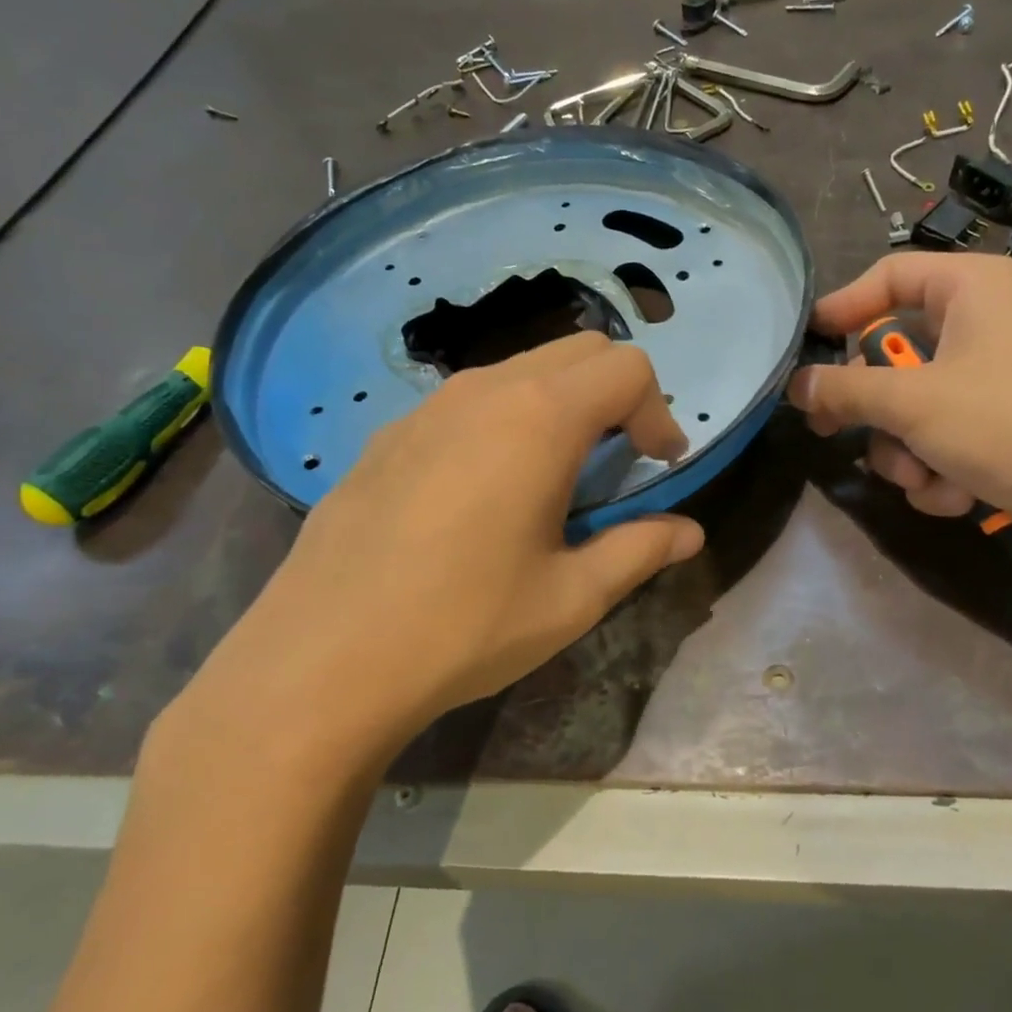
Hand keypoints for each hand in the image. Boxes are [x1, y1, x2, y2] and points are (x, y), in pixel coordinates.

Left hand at [161, 333, 703, 775]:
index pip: (628, 368)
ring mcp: (427, 407)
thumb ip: (639, 551)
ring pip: (520, 371)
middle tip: (618, 462)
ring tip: (552, 478)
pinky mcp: (388, 434)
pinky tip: (481, 494)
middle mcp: (485, 391)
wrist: (321, 660)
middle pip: (578, 352)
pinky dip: (504, 421)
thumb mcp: (571, 598)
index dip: (659, 412)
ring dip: (559, 405)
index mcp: (540, 418)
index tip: (658, 467)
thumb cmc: (464, 626)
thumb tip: (690, 533)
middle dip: (616, 395)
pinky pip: (467, 402)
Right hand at [787, 253, 1011, 560]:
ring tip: (921, 477)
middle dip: (874, 407)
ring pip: (915, 405)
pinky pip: (945, 437)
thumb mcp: (911, 403)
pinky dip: (939, 468)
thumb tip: (794, 386)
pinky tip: (957, 494)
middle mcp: (986, 323)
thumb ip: (843, 391)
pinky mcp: (1008, 426)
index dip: (841, 307)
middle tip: (833, 431)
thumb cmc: (1008, 425)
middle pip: (896, 351)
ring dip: (904, 450)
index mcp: (972, 288)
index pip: (888, 276)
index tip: (805, 345)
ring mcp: (999, 378)